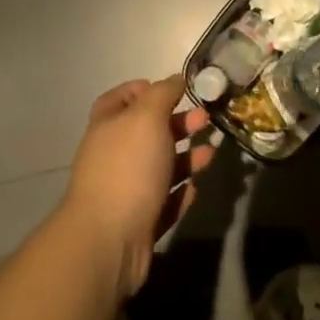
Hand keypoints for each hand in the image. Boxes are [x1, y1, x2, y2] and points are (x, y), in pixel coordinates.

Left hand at [63, 78, 213, 297]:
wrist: (108, 241)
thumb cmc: (128, 167)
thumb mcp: (148, 117)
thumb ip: (163, 93)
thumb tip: (176, 78)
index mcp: (108, 126)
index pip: (120, 98)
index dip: (144, 90)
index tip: (174, 90)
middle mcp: (113, 156)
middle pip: (147, 132)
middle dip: (177, 123)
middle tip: (205, 120)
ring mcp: (124, 191)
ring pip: (159, 167)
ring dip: (187, 158)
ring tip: (211, 154)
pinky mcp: (138, 223)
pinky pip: (163, 201)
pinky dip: (180, 192)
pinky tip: (195, 189)